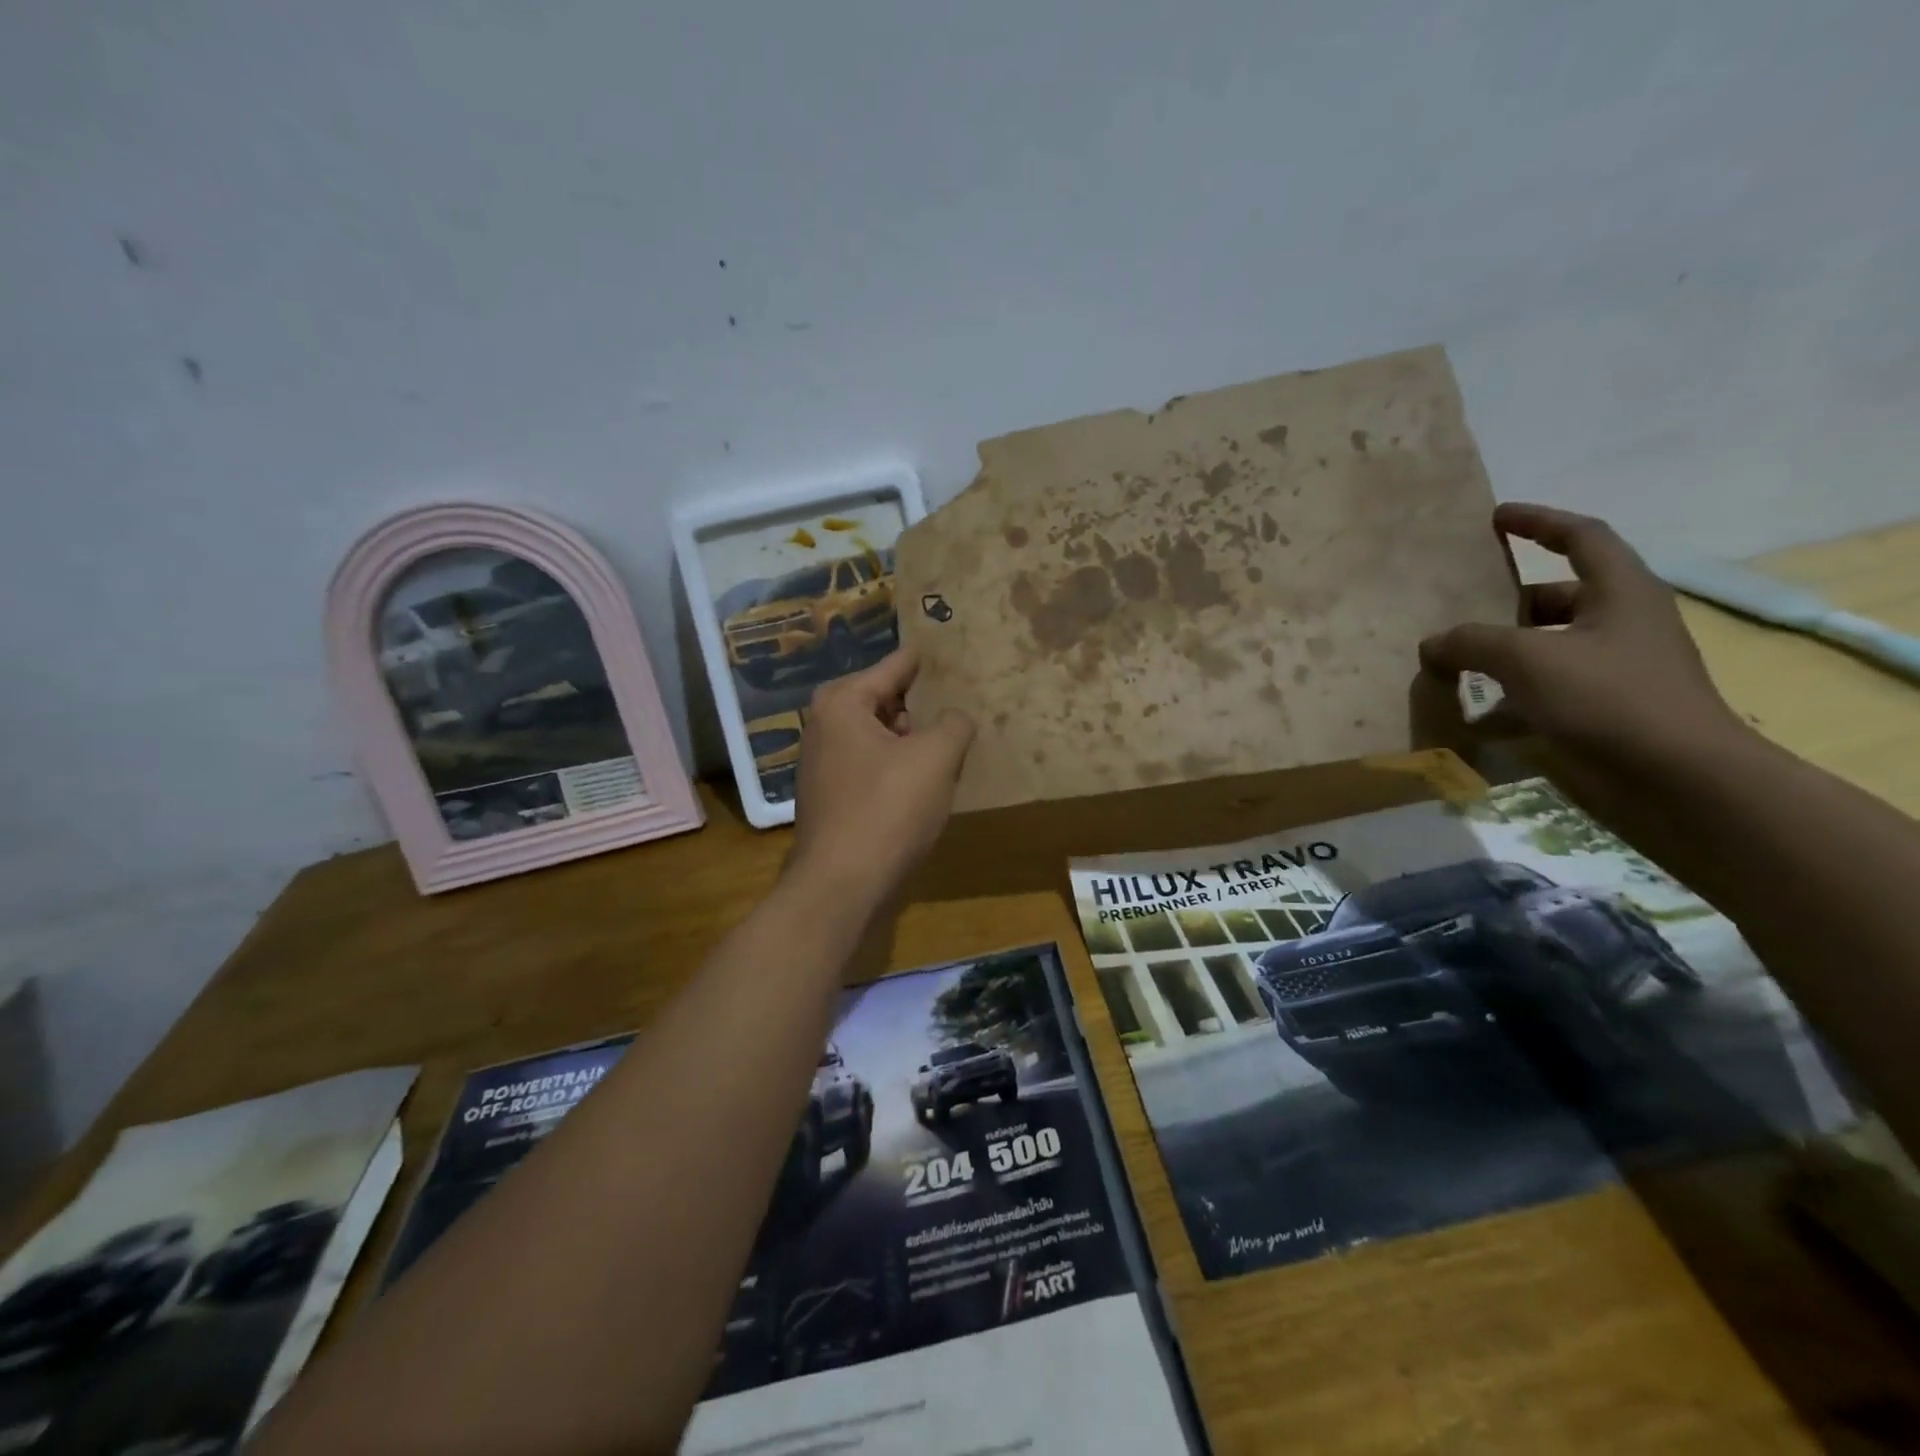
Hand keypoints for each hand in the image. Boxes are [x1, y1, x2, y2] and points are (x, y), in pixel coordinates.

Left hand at [787, 648, 975, 906]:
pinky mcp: (831, 799)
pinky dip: (897, 767)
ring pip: (878, 738)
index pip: (893, 667)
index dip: (922, 660)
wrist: (842, 886)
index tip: (945, 648)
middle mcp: (824, 727)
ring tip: (949, 741)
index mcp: (842, 703)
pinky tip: (924, 781)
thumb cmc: (887, 809)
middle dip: (919, 704)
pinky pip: (872, 767)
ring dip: (911, 740)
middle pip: (883, 701)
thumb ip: (954, 725)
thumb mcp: (935, 758)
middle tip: (958, 699)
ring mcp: (823, 766)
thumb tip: (956, 718)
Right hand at [1419, 503, 1747, 773]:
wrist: (1679, 780)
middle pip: (1555, 597)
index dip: (1538, 522)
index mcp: (1620, 592)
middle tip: (1455, 609)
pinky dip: (1507, 699)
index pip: (1580, 537)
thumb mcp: (1529, 659)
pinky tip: (1472, 716)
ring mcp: (1613, 670)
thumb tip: (1432, 643)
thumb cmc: (1610, 699)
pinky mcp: (1602, 711)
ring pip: (1545, 648)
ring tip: (1451, 664)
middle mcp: (1620, 624)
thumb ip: (1472, 643)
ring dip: (1499, 655)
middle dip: (1504, 603)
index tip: (1495, 517)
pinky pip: (1543, 692)